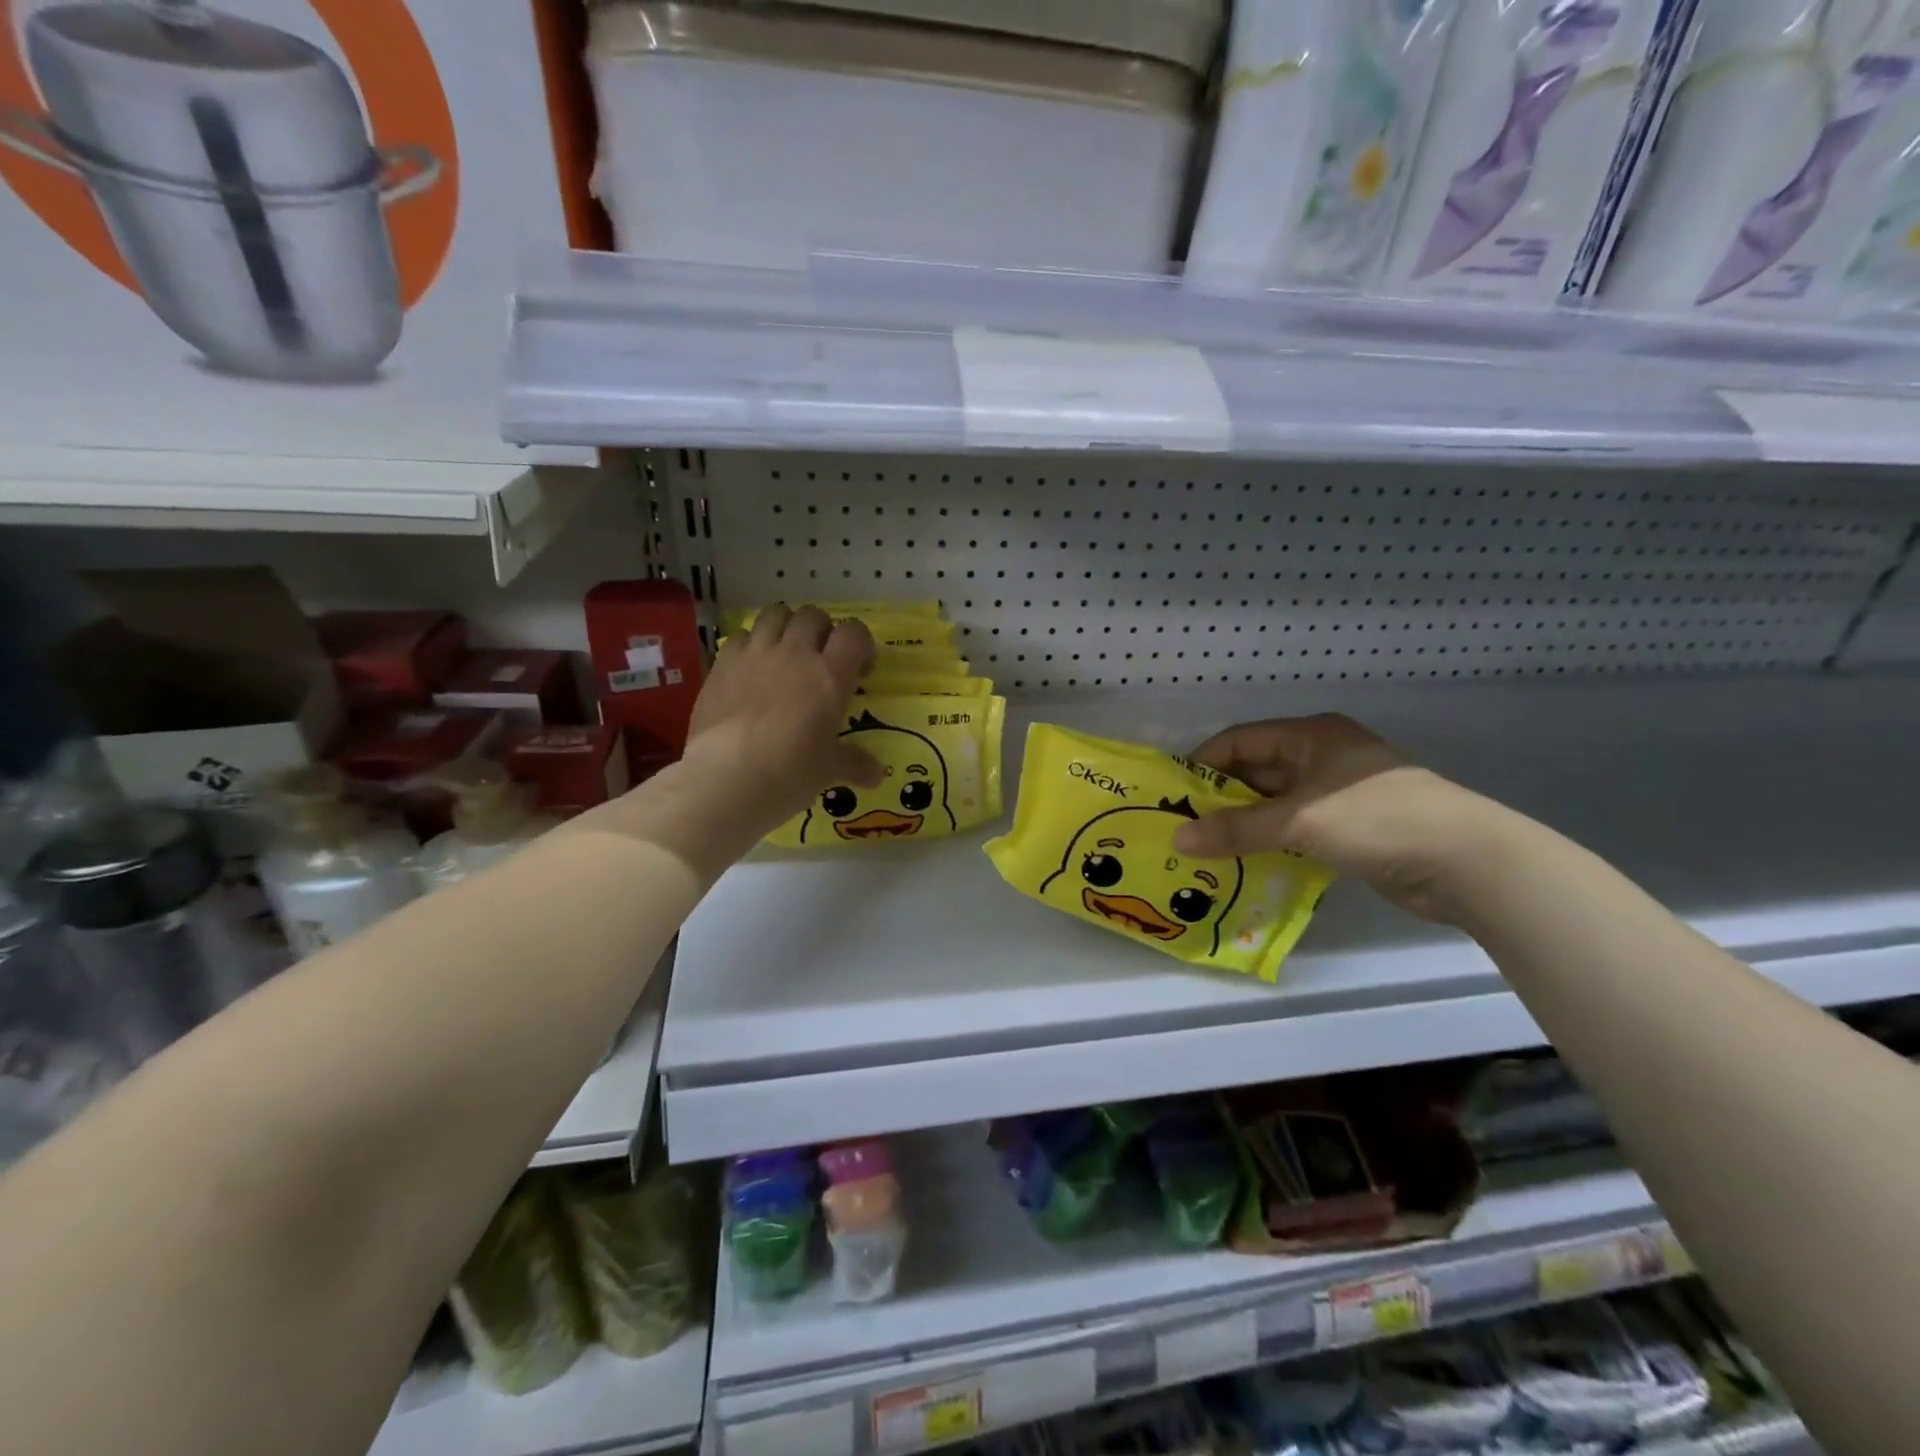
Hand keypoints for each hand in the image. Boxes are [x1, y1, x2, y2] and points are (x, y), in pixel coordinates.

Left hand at [683, 605, 882, 838]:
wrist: (726, 777)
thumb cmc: (789, 771)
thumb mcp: (828, 770)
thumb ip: (854, 763)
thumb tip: (877, 775)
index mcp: (830, 675)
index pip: (854, 633)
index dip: (861, 644)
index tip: (860, 669)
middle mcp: (795, 653)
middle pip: (813, 615)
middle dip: (821, 630)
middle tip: (820, 659)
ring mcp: (756, 653)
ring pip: (775, 614)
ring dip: (784, 627)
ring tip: (784, 652)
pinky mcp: (723, 663)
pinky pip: (740, 635)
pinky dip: (750, 644)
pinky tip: (749, 669)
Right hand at [1170, 714, 1509, 922]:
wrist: (1467, 863)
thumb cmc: (1377, 819)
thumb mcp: (1300, 821)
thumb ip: (1237, 830)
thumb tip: (1178, 839)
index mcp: (1310, 736)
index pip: (1240, 741)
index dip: (1203, 764)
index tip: (1171, 795)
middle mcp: (1320, 757)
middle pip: (1255, 773)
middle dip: (1219, 800)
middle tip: (1181, 828)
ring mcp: (1336, 794)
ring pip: (1273, 805)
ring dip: (1243, 826)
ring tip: (1203, 850)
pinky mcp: (1349, 828)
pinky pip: (1294, 830)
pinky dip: (1269, 843)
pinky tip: (1243, 864)